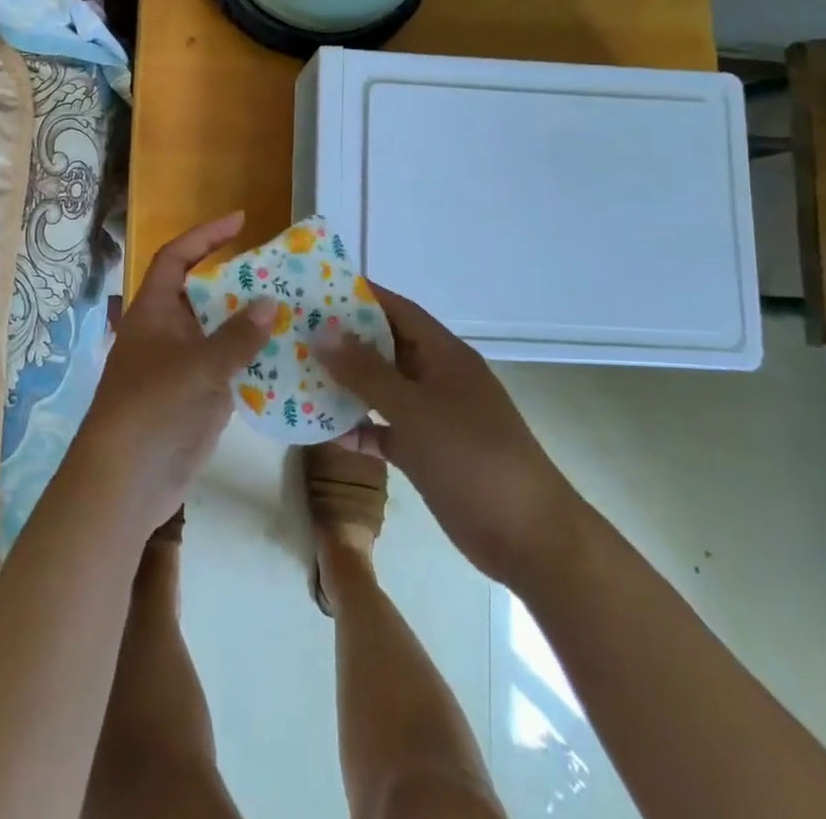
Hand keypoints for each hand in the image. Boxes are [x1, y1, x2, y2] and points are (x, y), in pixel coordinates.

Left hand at [68, 211, 274, 535]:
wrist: (126, 483)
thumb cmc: (152, 409)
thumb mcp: (196, 366)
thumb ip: (236, 336)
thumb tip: (269, 303)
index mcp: (155, 311)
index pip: (177, 258)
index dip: (205, 236)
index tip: (241, 221)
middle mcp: (169, 332)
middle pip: (206, 294)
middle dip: (241, 282)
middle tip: (283, 272)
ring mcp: (184, 366)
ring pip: (222, 332)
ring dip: (253, 322)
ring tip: (297, 309)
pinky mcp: (200, 397)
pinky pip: (232, 368)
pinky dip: (257, 360)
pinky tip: (291, 357)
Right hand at [316, 284, 577, 586]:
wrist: (528, 538)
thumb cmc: (472, 459)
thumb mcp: (415, 409)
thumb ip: (366, 371)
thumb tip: (323, 330)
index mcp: (443, 355)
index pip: (397, 309)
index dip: (361, 295)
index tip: (317, 287)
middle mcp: (437, 378)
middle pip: (385, 347)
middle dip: (344, 339)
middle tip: (297, 330)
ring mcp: (433, 416)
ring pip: (382, 389)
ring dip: (347, 384)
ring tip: (299, 373)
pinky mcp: (427, 452)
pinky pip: (385, 429)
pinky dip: (359, 427)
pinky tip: (324, 430)